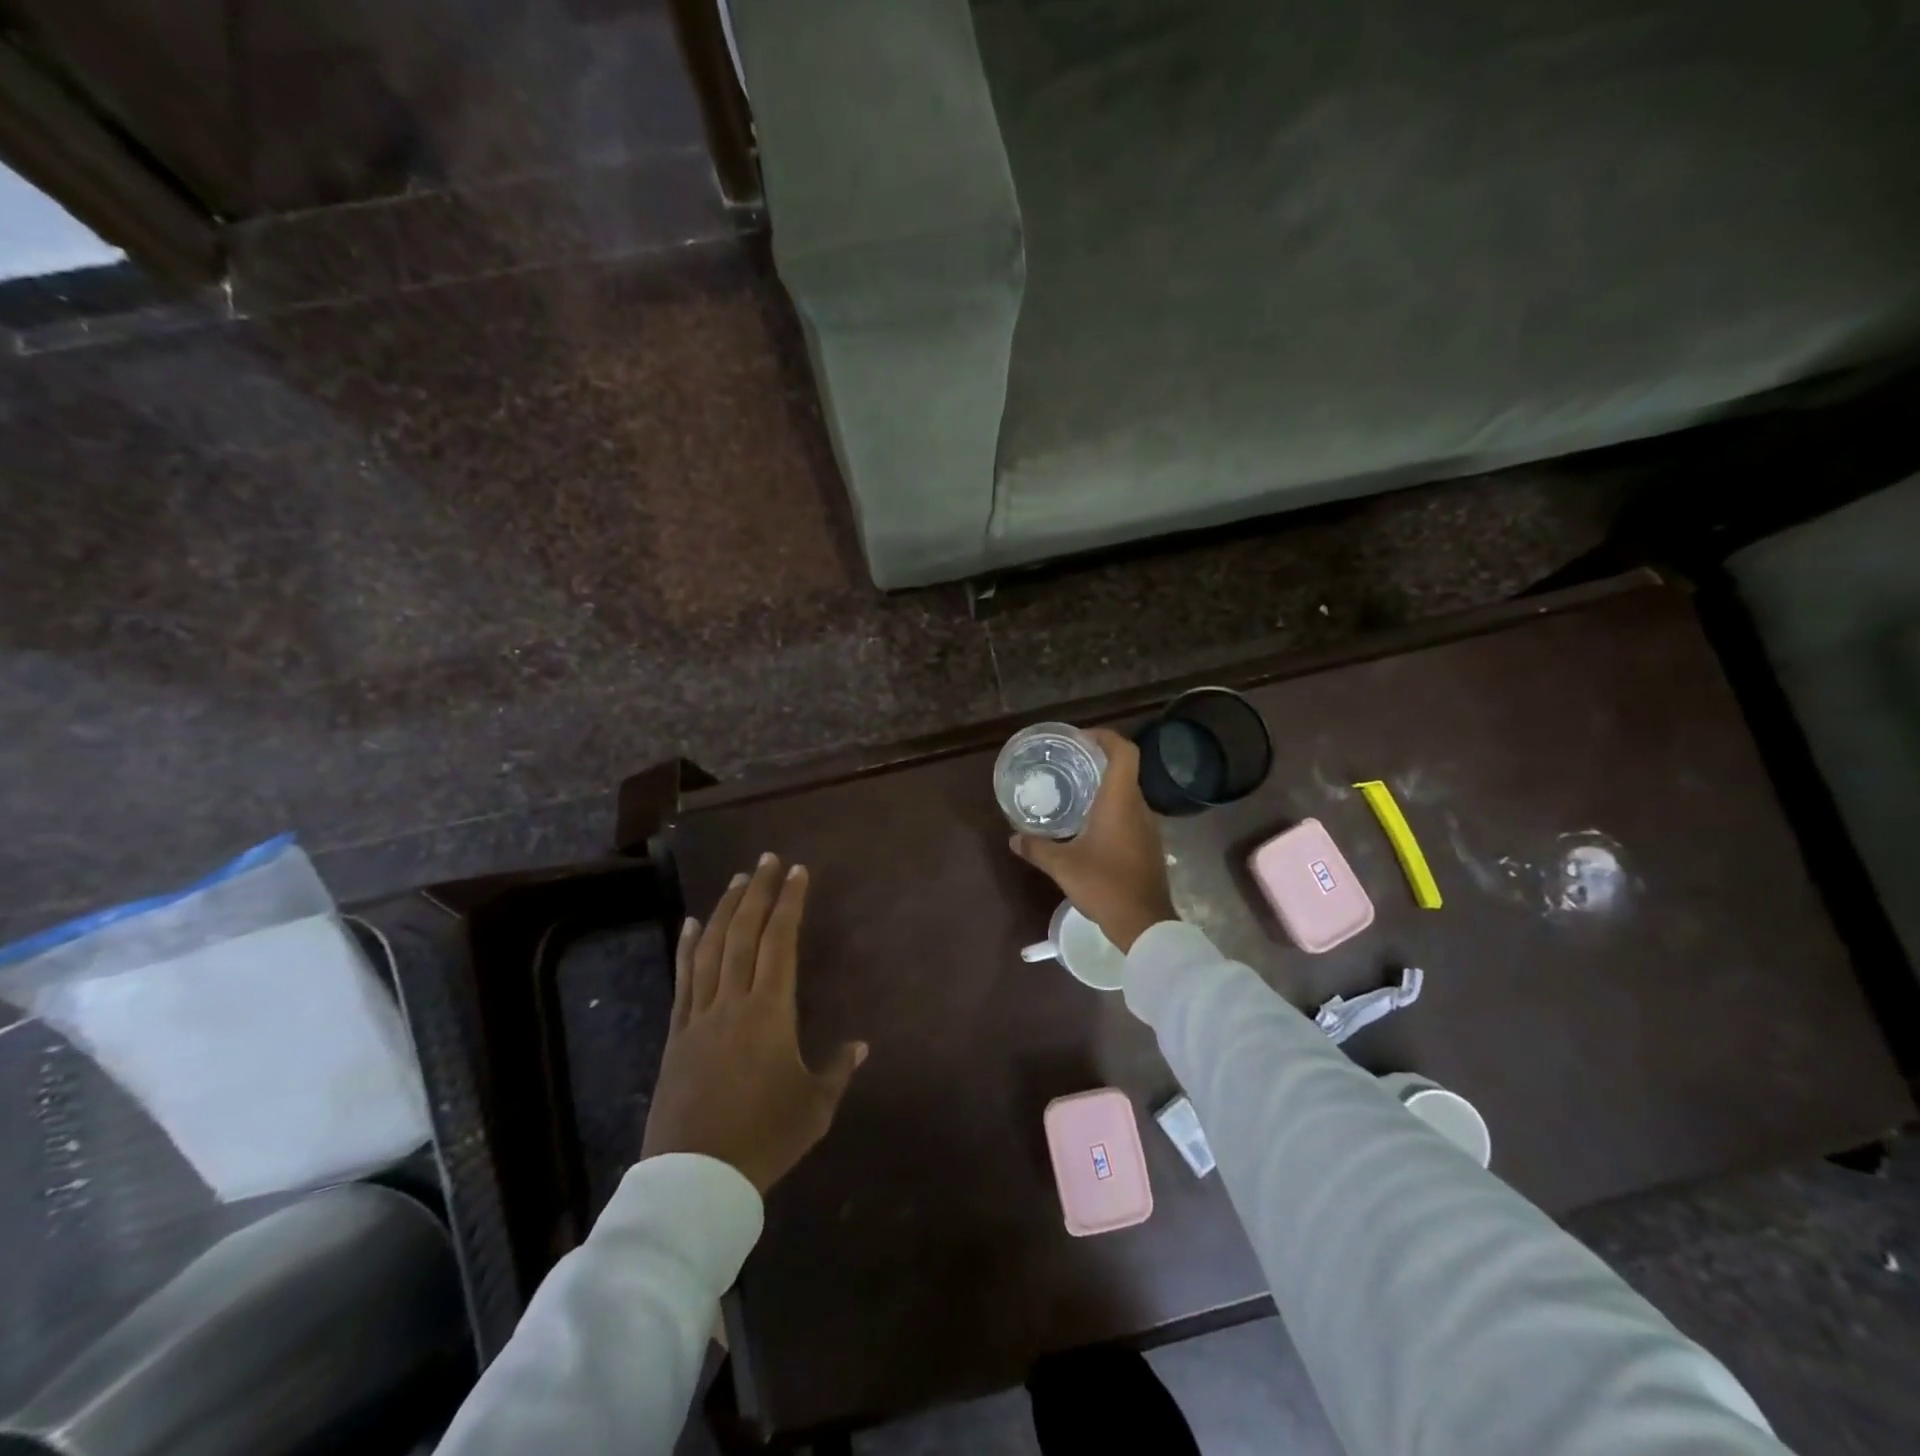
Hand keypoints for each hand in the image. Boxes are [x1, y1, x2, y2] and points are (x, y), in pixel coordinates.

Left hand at [642, 853, 866, 1194]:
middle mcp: (733, 1001)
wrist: (696, 1179)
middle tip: (768, 859)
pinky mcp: (677, 1034)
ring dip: (726, 909)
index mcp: (770, 1012)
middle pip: (744, 934)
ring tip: (738, 880)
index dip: (789, 902)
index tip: (797, 872)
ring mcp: (700, 1016)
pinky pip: (683, 980)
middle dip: (758, 892)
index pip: (779, 941)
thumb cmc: (764, 1139)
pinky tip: (692, 923)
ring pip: (712, 948)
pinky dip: (688, 947)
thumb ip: (838, 1070)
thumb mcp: (814, 1108)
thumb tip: (860, 1045)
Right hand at [1009, 727, 1176, 951]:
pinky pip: (1130, 815)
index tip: (1081, 739)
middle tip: (1068, 766)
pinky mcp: (1149, 846)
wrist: (1145, 924)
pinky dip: (1111, 811)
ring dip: (1104, 789)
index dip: (1105, 737)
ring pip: (1127, 795)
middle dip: (1097, 762)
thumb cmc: (1105, 885)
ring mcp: (1148, 828)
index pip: (1124, 752)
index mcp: (1120, 801)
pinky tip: (1089, 828)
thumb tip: (1013, 838)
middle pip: (1124, 770)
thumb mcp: (1063, 866)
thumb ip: (1037, 848)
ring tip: (1075, 795)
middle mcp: (1138, 808)